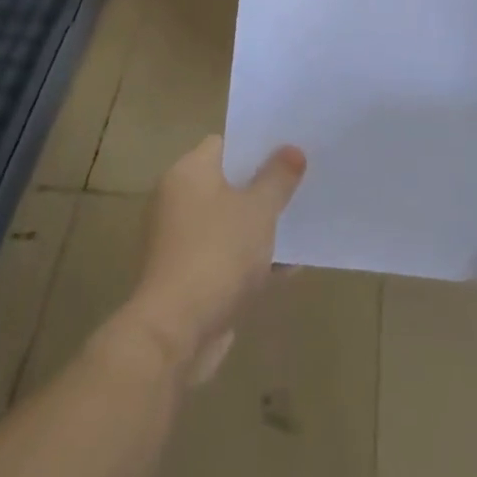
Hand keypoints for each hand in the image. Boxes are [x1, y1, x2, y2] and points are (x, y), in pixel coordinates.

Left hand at [119, 136, 305, 384]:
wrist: (175, 332)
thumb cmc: (217, 254)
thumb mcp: (258, 210)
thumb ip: (277, 178)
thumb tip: (292, 150)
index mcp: (188, 173)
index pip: (224, 144)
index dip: (256, 145)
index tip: (289, 148)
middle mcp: (177, 201)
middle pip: (227, 183)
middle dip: (263, 186)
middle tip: (301, 183)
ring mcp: (180, 242)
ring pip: (229, 223)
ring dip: (260, 227)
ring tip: (301, 223)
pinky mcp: (188, 278)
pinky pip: (226, 257)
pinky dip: (251, 260)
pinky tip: (289, 267)